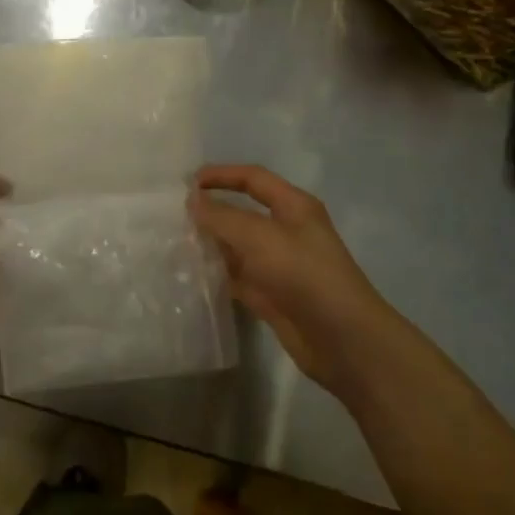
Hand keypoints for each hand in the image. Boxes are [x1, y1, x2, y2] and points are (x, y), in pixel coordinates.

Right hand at [188, 165, 401, 397]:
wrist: (342, 339)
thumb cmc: (305, 275)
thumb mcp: (260, 237)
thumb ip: (223, 217)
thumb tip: (193, 199)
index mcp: (294, 207)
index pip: (253, 179)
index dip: (222, 175)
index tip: (187, 182)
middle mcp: (286, 231)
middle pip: (242, 212)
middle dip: (211, 210)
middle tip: (172, 214)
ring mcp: (277, 265)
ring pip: (236, 246)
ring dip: (209, 243)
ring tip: (172, 242)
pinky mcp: (269, 294)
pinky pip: (235, 276)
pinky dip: (215, 273)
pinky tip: (189, 274)